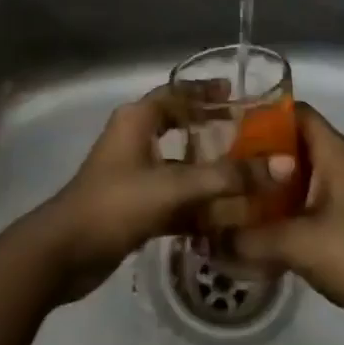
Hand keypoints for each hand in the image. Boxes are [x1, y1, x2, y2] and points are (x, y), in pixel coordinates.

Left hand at [28, 84, 255, 302]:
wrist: (64, 253)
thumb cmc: (116, 204)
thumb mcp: (173, 187)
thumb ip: (226, 178)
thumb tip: (279, 166)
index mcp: (138, 120)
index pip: (177, 93)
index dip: (206, 91)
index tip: (238, 95)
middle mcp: (134, 139)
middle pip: (180, 125)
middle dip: (212, 129)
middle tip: (249, 135)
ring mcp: (133, 173)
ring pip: (179, 163)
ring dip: (208, 170)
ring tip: (247, 174)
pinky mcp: (134, 204)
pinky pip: (173, 195)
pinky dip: (196, 203)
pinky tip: (226, 216)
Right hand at [230, 104, 343, 341]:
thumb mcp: (296, 243)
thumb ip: (251, 238)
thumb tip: (212, 240)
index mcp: (336, 153)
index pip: (299, 114)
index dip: (266, 116)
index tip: (233, 129)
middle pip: (300, 143)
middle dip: (265, 154)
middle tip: (230, 167)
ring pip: (308, 174)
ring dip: (279, 183)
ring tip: (242, 195)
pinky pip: (318, 198)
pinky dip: (294, 205)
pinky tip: (269, 225)